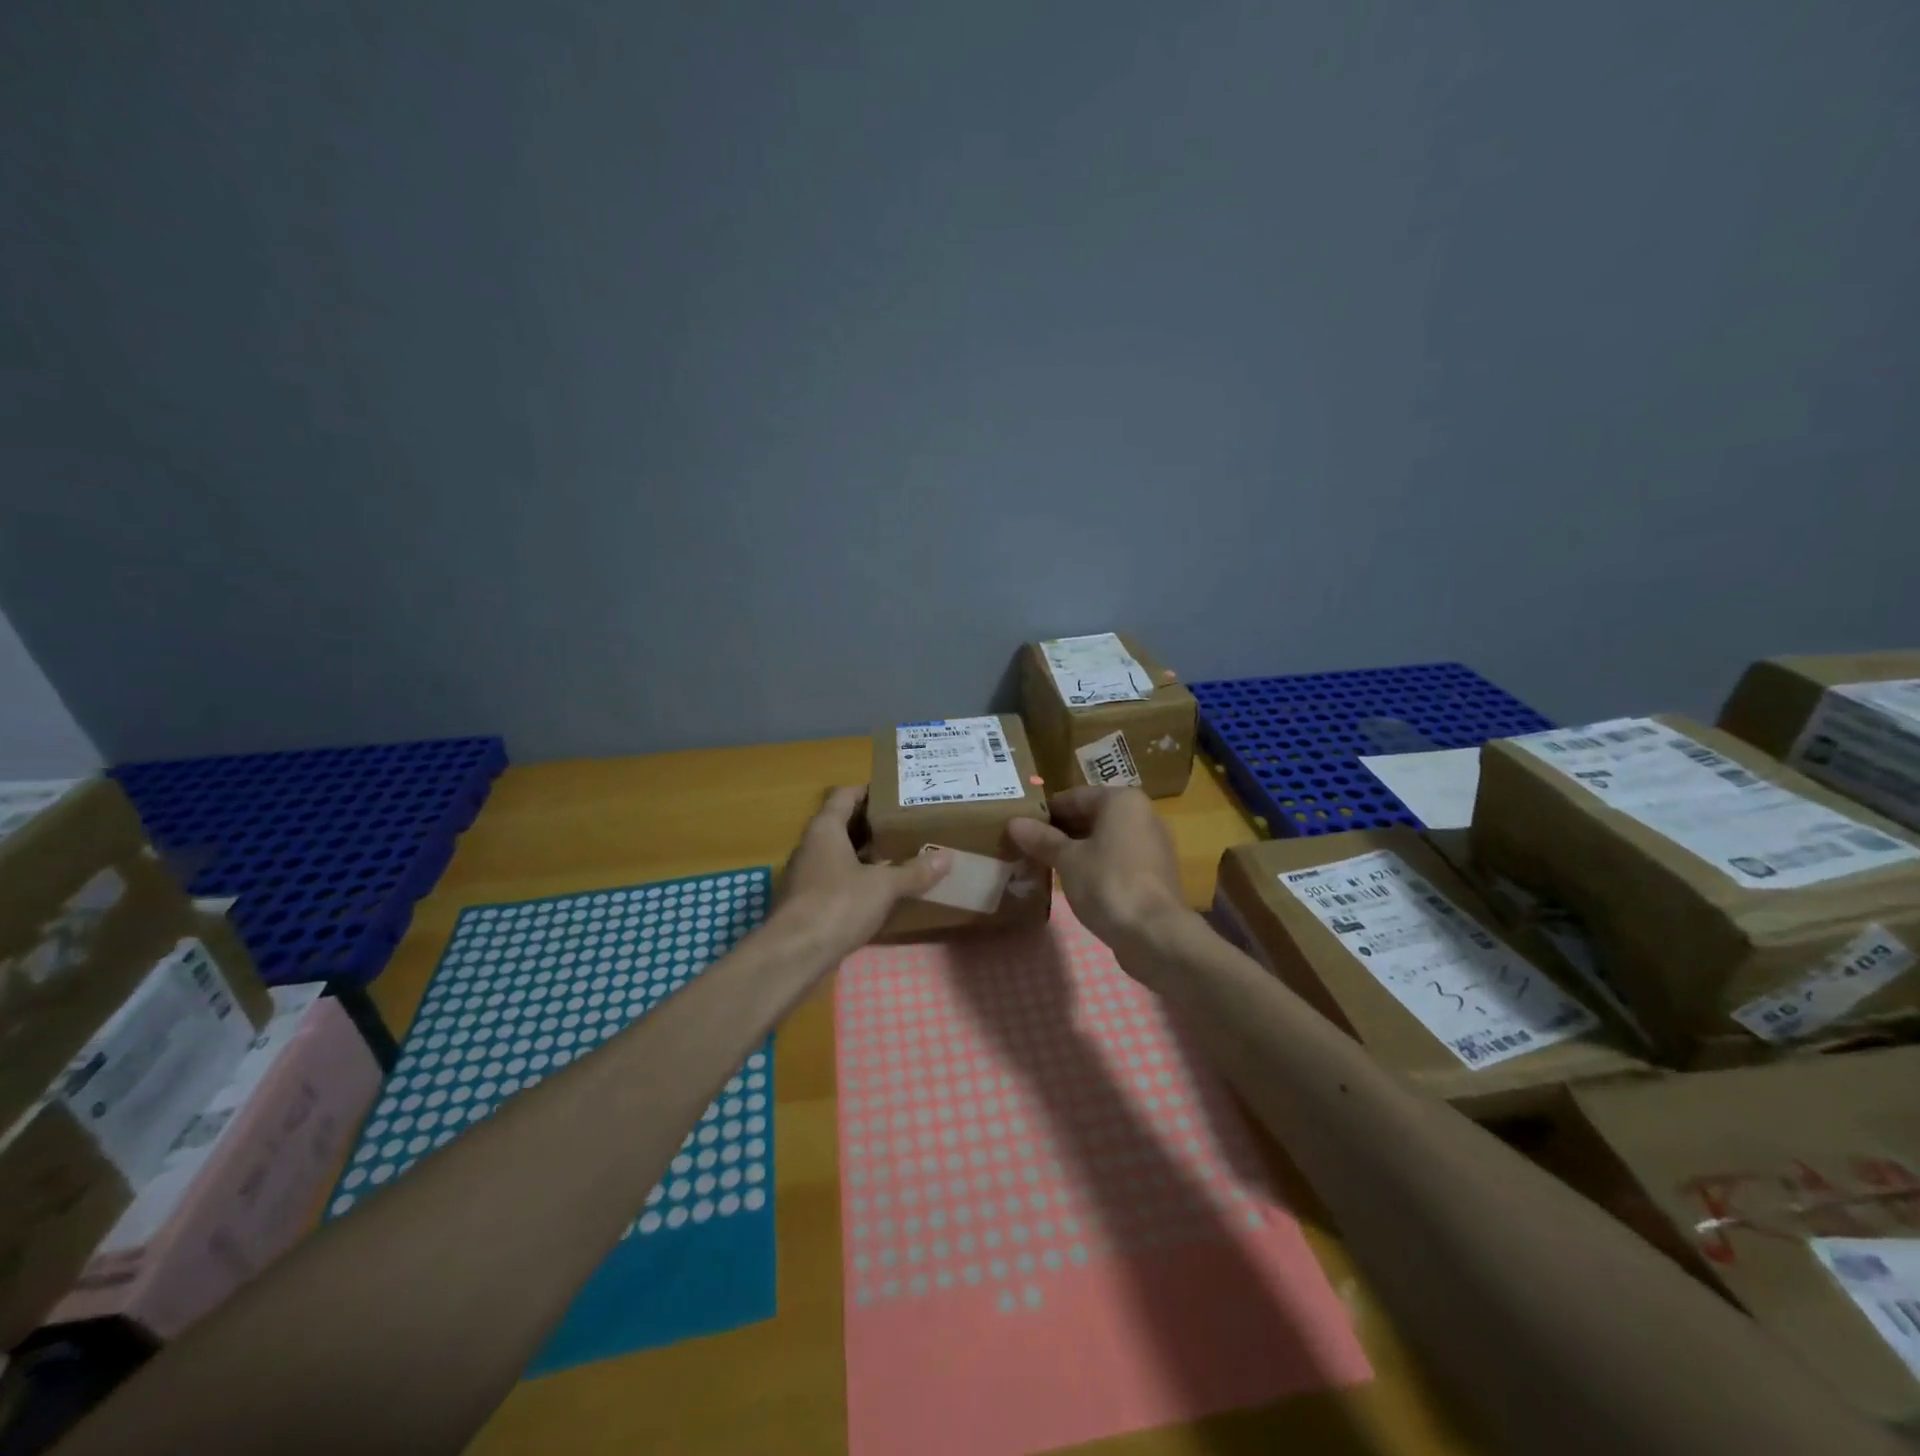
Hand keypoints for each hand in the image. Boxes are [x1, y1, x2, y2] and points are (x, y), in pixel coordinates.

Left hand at [773, 787, 950, 957]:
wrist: (793, 954)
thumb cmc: (837, 905)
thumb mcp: (884, 886)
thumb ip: (914, 871)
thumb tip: (946, 857)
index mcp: (825, 829)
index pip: (844, 795)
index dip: (868, 791)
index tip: (896, 794)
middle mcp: (810, 845)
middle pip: (841, 824)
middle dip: (872, 825)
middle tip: (905, 825)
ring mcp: (805, 874)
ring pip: (838, 853)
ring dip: (864, 854)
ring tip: (898, 855)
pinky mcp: (806, 901)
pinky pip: (834, 879)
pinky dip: (855, 879)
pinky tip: (879, 891)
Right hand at [1006, 787, 1191, 975]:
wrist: (1154, 934)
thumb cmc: (1107, 884)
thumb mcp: (1067, 859)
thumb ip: (1042, 839)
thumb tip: (1014, 822)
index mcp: (1122, 800)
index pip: (1074, 796)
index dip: (1046, 811)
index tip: (1021, 827)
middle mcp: (1143, 814)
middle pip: (1092, 815)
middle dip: (1061, 831)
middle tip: (1029, 847)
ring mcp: (1152, 844)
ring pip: (1105, 838)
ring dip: (1077, 849)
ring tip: (1046, 864)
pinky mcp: (1155, 872)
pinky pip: (1118, 858)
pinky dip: (1096, 864)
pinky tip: (1074, 881)